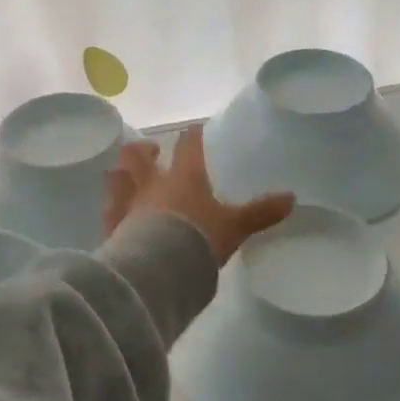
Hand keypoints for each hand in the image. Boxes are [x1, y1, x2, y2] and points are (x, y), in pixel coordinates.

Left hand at [102, 128, 295, 264]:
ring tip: (126, 177)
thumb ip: (260, 213)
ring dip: (122, 174)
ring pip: (117, 178)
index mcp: (183, 177)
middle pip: (139, 155)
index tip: (195, 130)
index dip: (192, 136)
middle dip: (144, 150)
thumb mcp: (235, 227)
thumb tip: (292, 198)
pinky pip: (108, 212)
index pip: (188, 145)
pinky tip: (113, 213)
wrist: (158, 270)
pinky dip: (111, 209)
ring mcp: (127, 205)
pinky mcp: (111, 229)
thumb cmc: (198, 239)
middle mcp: (151, 184)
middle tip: (151, 151)